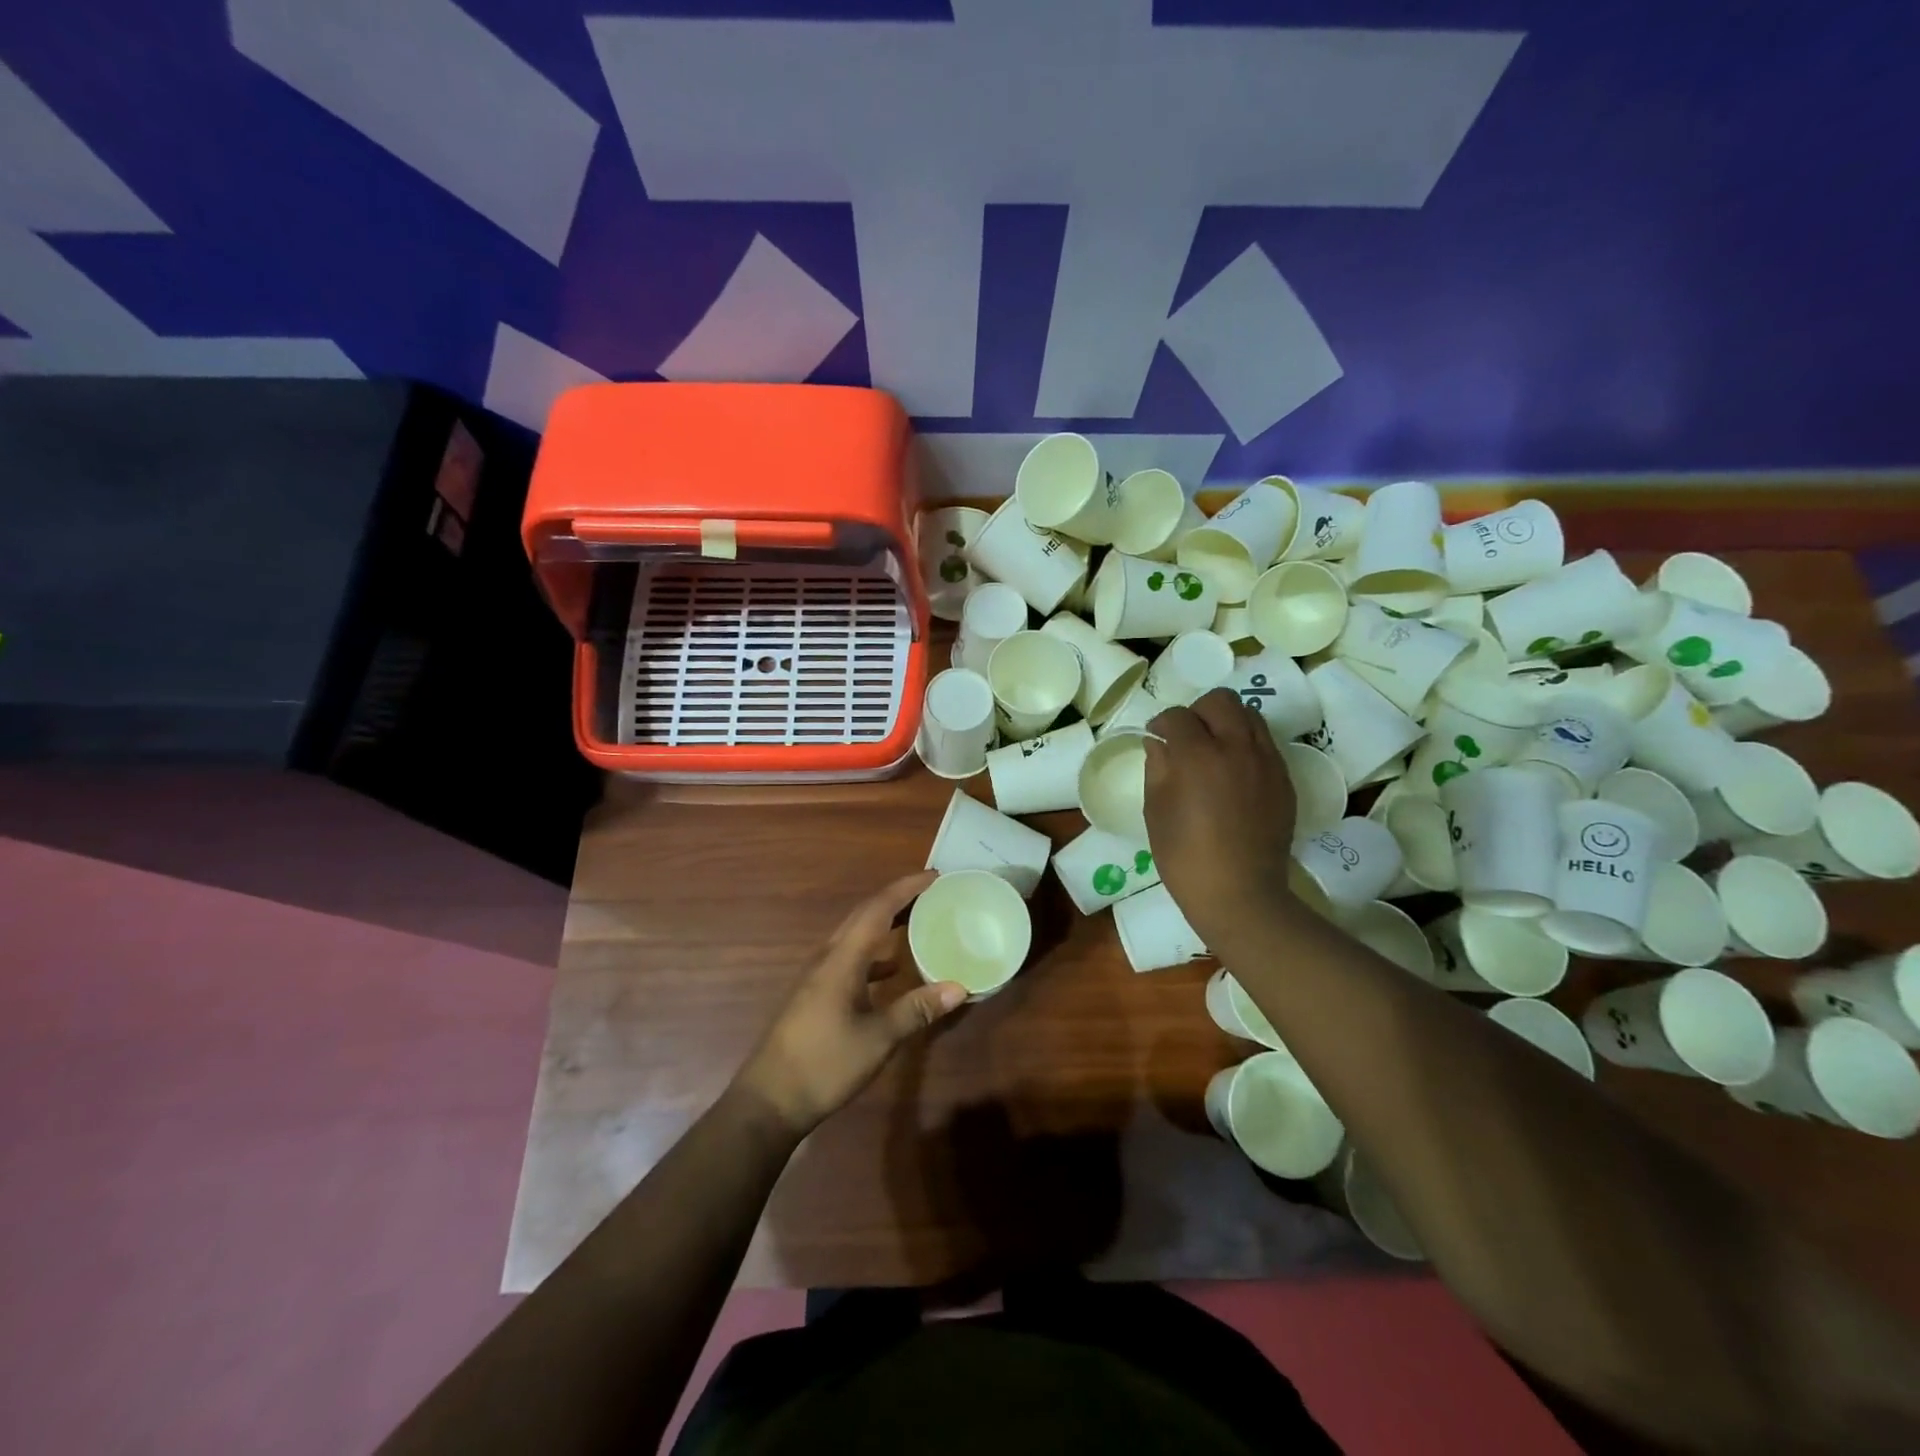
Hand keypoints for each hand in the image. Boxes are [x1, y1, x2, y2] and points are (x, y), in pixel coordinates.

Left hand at [735, 871, 965, 1137]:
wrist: (769, 1101)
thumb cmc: (824, 1064)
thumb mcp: (878, 1039)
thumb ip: (917, 1009)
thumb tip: (959, 987)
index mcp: (842, 959)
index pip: (877, 908)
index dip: (906, 888)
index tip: (935, 876)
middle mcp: (828, 957)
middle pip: (864, 914)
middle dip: (898, 898)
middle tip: (932, 892)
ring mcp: (818, 975)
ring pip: (856, 935)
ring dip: (885, 922)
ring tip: (918, 920)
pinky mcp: (816, 994)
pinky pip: (850, 957)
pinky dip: (875, 952)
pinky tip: (893, 969)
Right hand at [1144, 688, 1300, 952]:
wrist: (1240, 894)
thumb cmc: (1185, 857)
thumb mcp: (1156, 812)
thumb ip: (1157, 769)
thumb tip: (1159, 744)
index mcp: (1197, 755)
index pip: (1177, 717)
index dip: (1161, 724)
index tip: (1156, 737)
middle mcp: (1236, 748)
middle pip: (1220, 701)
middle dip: (1198, 712)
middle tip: (1187, 737)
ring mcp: (1266, 762)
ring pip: (1250, 716)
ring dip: (1227, 723)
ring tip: (1214, 749)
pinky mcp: (1283, 780)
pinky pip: (1265, 744)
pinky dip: (1246, 744)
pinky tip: (1234, 772)